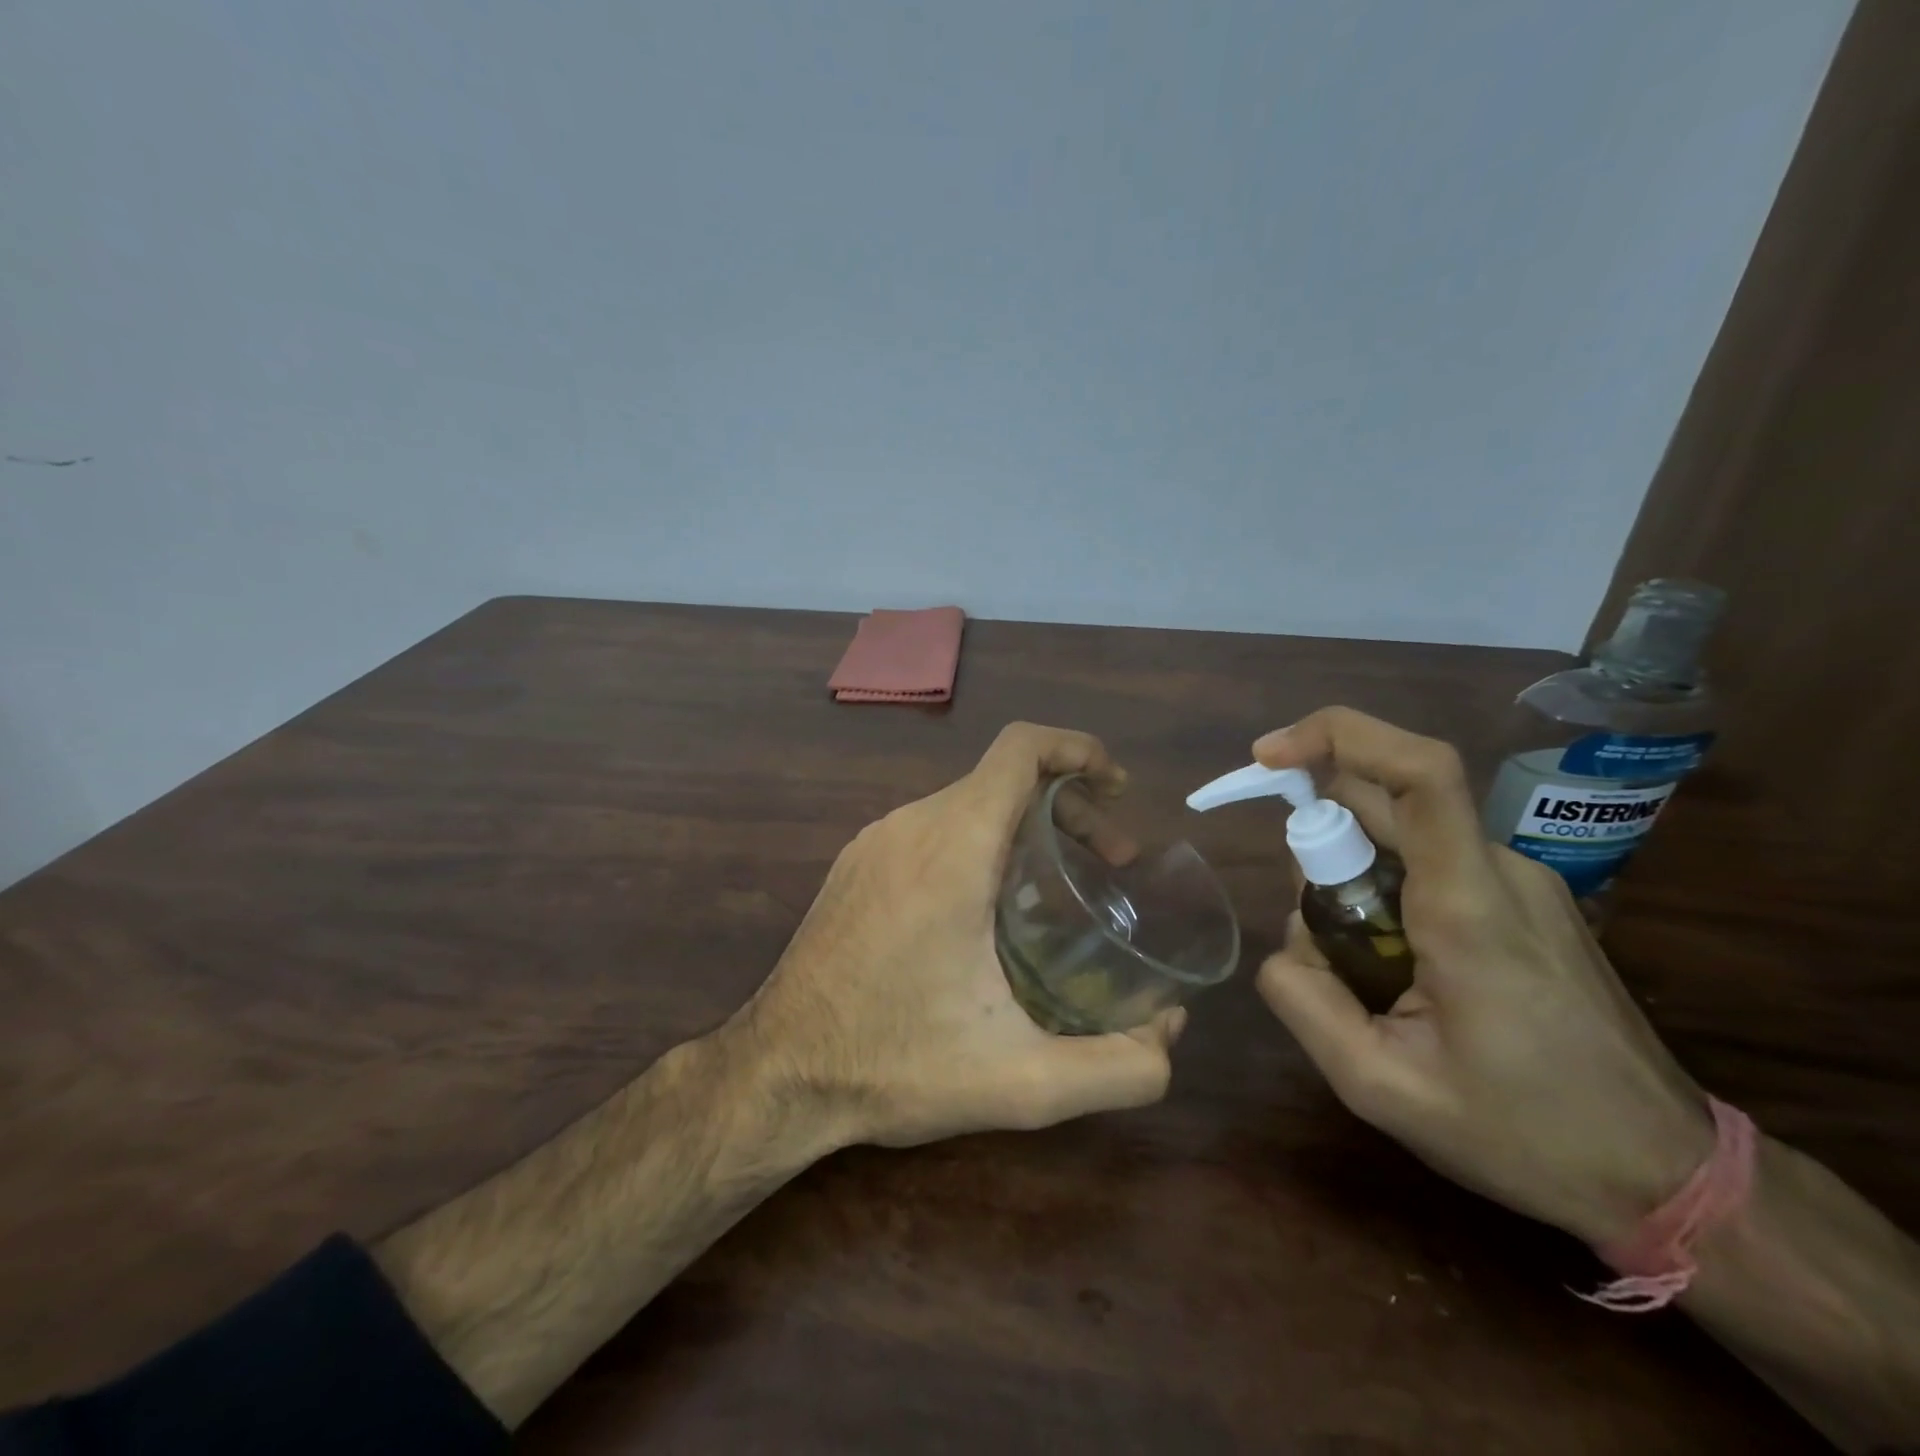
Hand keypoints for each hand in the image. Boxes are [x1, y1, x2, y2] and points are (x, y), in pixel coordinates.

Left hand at [740, 722, 1184, 1148]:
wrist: (777, 1073)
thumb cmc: (896, 1064)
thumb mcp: (1021, 1081)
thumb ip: (1119, 1067)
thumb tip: (1171, 1034)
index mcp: (952, 847)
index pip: (1019, 749)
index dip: (1077, 749)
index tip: (1116, 786)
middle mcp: (910, 825)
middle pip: (1002, 777)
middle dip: (1068, 804)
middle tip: (1109, 862)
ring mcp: (875, 841)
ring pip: (966, 802)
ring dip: (1024, 824)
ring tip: (1056, 886)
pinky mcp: (856, 864)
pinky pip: (932, 827)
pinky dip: (980, 840)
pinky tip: (990, 905)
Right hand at [1253, 707, 1714, 1248]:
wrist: (1669, 1175)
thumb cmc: (1525, 1136)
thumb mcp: (1381, 1087)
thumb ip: (1304, 1003)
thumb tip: (1281, 946)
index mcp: (1468, 907)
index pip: (1419, 773)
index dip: (1337, 736)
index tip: (1268, 757)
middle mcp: (1499, 872)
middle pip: (1384, 800)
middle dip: (1319, 841)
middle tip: (1319, 938)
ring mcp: (1520, 882)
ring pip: (1399, 834)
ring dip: (1349, 877)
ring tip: (1364, 976)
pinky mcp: (1526, 900)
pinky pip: (1427, 861)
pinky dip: (1382, 890)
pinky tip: (1396, 969)